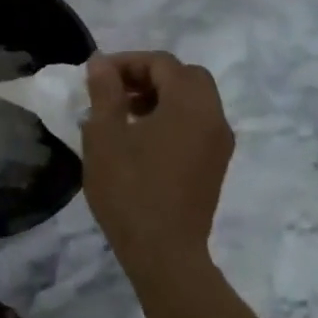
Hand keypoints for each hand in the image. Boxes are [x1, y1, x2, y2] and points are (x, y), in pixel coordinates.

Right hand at [82, 51, 233, 275]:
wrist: (165, 255)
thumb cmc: (130, 189)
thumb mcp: (105, 135)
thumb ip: (105, 91)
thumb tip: (102, 63)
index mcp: (190, 104)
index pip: (162, 63)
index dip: (127, 62)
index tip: (98, 77)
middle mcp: (213, 117)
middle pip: (185, 77)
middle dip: (149, 76)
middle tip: (116, 91)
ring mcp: (219, 144)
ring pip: (194, 100)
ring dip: (161, 96)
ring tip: (124, 114)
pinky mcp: (215, 166)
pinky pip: (197, 124)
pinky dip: (173, 117)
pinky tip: (142, 139)